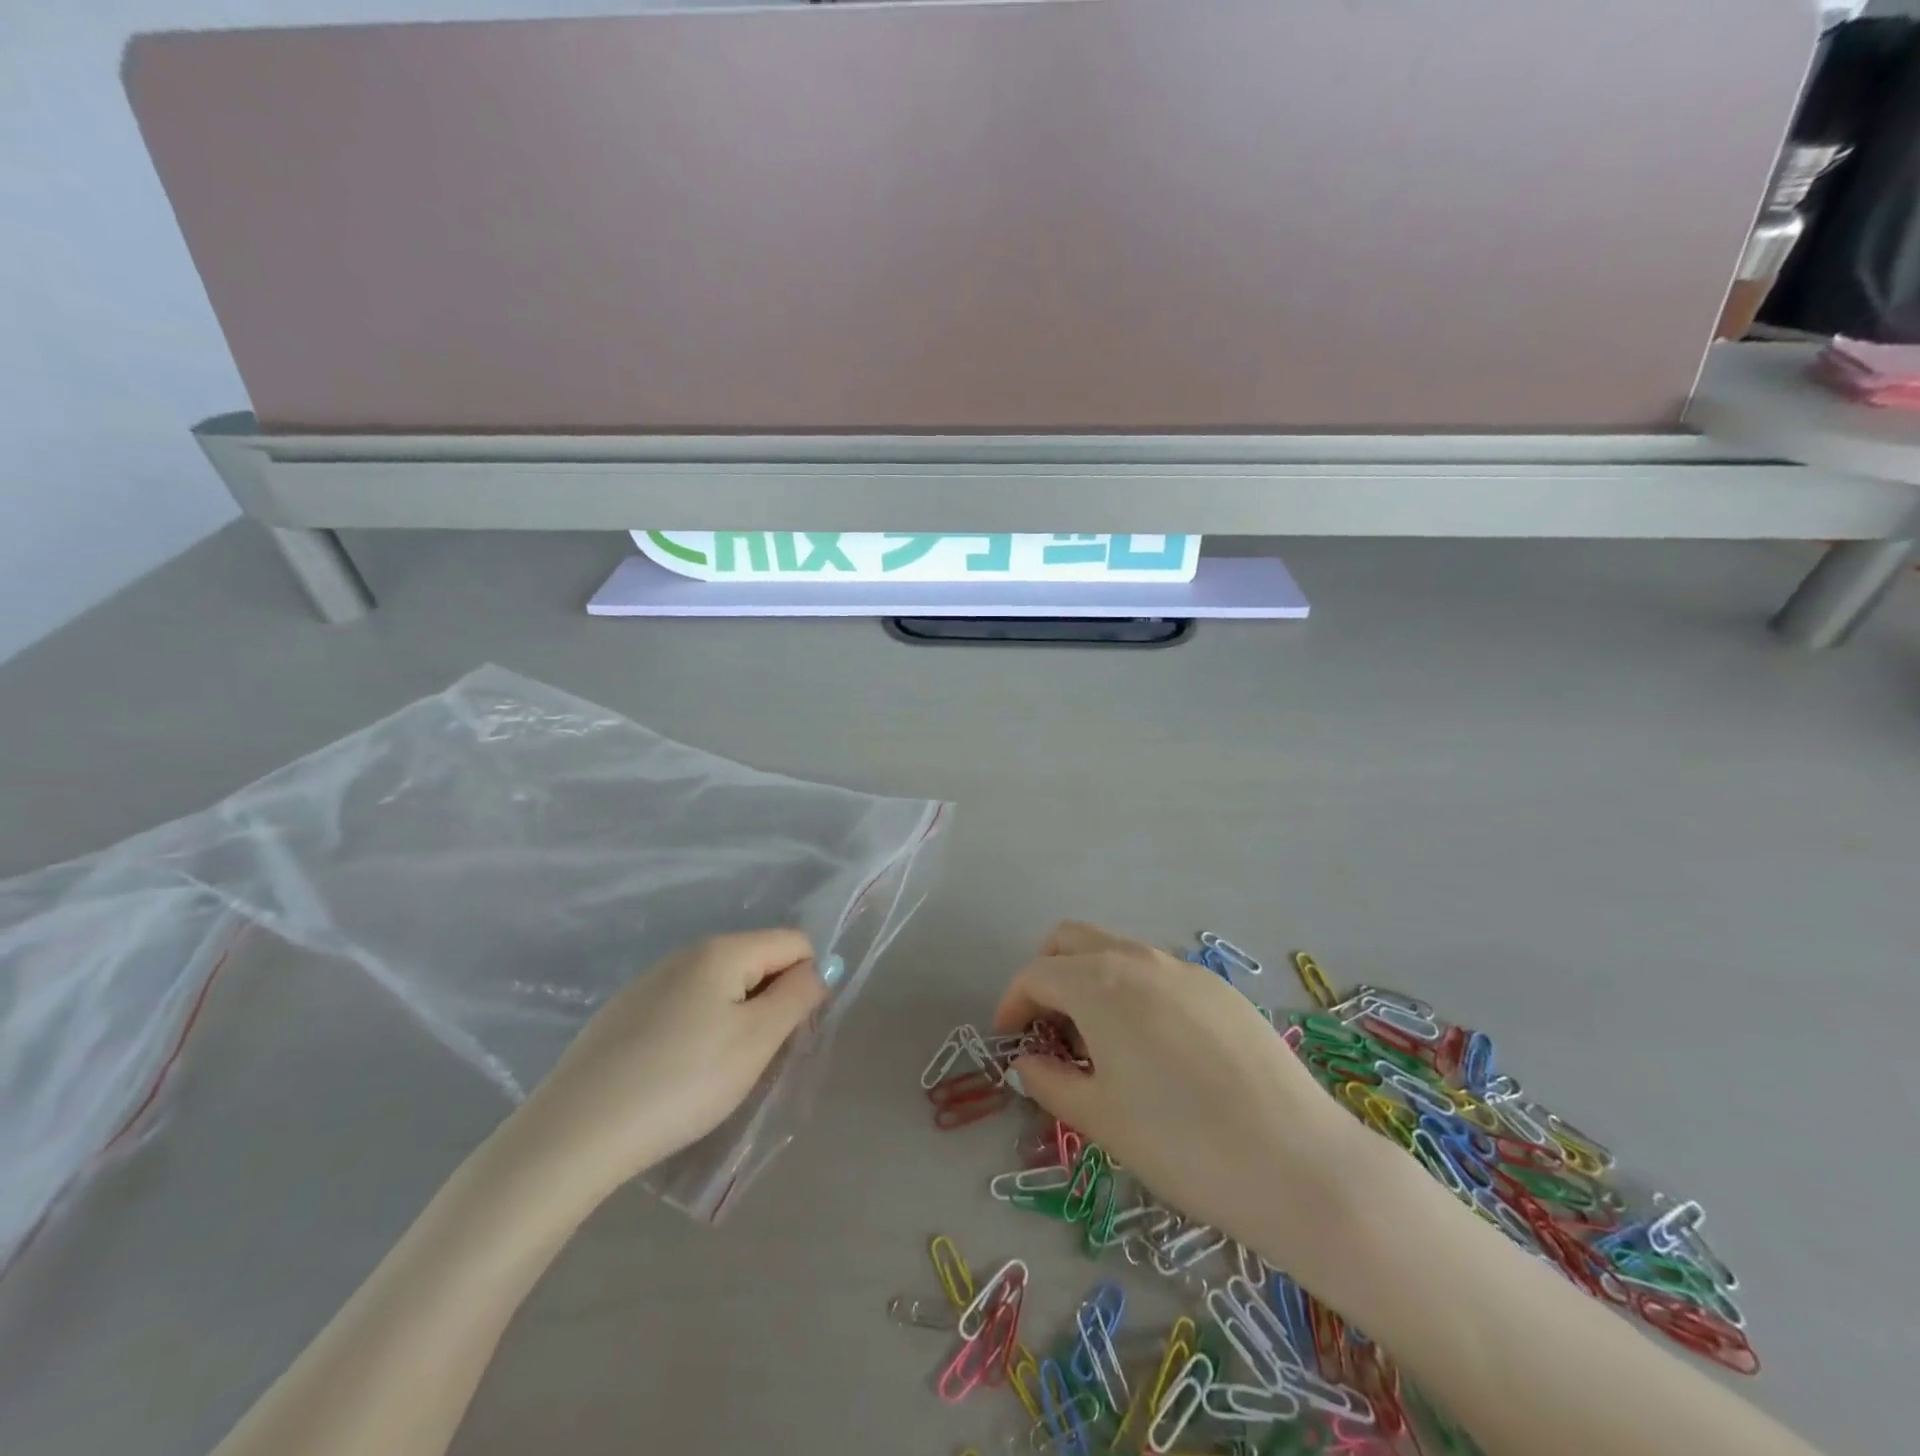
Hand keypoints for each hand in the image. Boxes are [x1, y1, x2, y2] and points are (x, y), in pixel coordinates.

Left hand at [519, 930, 825, 1200]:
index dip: (807, 982)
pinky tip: (678, 1076)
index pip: (795, 942)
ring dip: (737, 1020)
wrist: (574, 1134)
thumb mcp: (756, 1040)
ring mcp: (649, 983)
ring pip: (721, 988)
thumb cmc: (682, 1082)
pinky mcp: (624, 1015)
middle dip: (772, 1003)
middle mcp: (686, 953)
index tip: (792, 1032)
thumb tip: (821, 967)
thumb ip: (798, 995)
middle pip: (757, 962)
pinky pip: (685, 1008)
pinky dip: (699, 1032)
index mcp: (722, 950)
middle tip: (759, 1059)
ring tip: (719, 1073)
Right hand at [994, 922, 1388, 1286]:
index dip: (1013, 1002)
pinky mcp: (1220, 988)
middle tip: (1046, 1026)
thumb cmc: (1182, 1143)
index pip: (1036, 973)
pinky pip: (1157, 972)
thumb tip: (1028, 1063)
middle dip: (1047, 973)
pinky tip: (1152, 1044)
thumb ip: (1050, 1082)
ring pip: (1116, 950)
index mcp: (1100, 983)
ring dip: (1090, 978)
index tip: (1008, 1039)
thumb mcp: (1100, 1119)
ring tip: (1096, 1038)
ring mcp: (1185, 969)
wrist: (1298, 1163)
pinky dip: (1132, 989)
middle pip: (1072, 940)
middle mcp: (1138, 959)